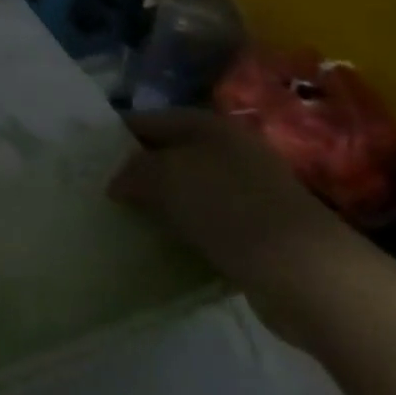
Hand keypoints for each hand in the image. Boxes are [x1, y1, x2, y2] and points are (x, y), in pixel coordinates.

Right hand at [107, 109, 365, 344]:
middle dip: (137, 173)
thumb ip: (133, 172)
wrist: (309, 274)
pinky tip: (164, 249)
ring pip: (187, 192)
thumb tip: (117, 182)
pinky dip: (185, 234)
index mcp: (207, 125)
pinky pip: (207, 225)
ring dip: (160, 207)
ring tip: (125, 223)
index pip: (148, 120)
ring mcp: (247, 192)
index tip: (86, 159)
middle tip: (101, 194)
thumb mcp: (166, 178)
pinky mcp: (258, 233)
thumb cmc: (230, 208)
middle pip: (169, 155)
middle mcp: (228, 151)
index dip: (116, 136)